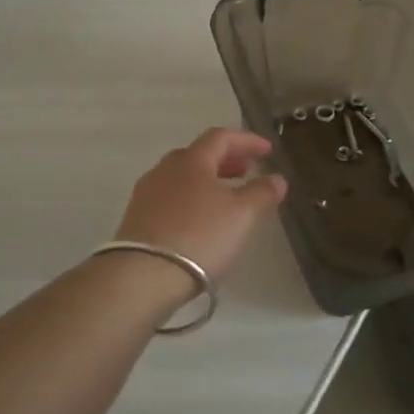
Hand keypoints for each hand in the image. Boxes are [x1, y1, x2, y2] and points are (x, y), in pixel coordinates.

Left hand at [115, 128, 288, 279]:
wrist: (142, 275)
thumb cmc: (199, 236)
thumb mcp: (242, 215)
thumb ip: (262, 193)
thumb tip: (277, 178)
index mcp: (191, 160)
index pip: (221, 137)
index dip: (246, 140)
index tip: (267, 150)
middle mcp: (165, 170)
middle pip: (198, 155)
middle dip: (225, 160)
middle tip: (246, 171)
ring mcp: (146, 194)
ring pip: (181, 177)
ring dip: (207, 181)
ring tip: (225, 198)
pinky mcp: (136, 219)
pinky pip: (170, 199)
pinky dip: (190, 199)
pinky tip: (200, 220)